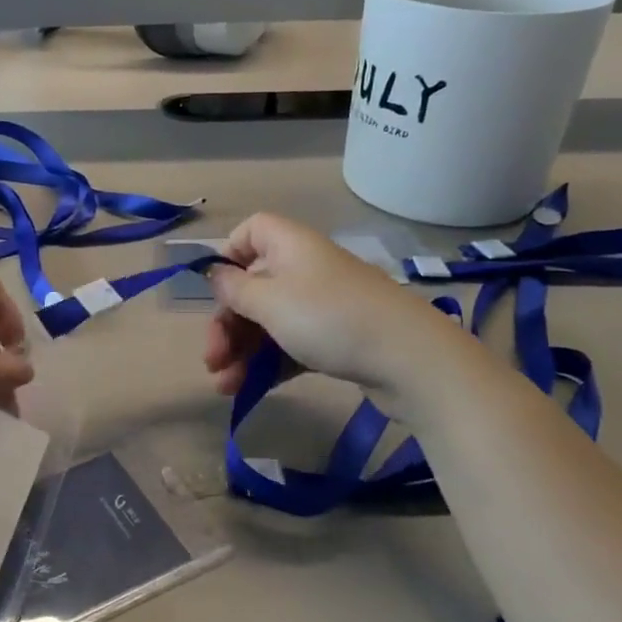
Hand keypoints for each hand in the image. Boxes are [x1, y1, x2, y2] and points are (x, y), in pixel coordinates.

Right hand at [204, 214, 455, 397]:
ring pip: (269, 321)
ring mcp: (323, 305)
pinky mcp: (336, 338)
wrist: (409, 359)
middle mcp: (305, 268)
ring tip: (224, 387)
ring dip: (241, 351)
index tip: (215, 289)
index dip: (229, 255)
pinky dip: (268, 363)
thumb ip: (235, 289)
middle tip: (211, 359)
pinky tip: (248, 390)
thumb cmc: (328, 318)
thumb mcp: (269, 301)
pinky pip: (291, 344)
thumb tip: (216, 274)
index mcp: (289, 246)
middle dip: (227, 324)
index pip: (252, 230)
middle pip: (253, 286)